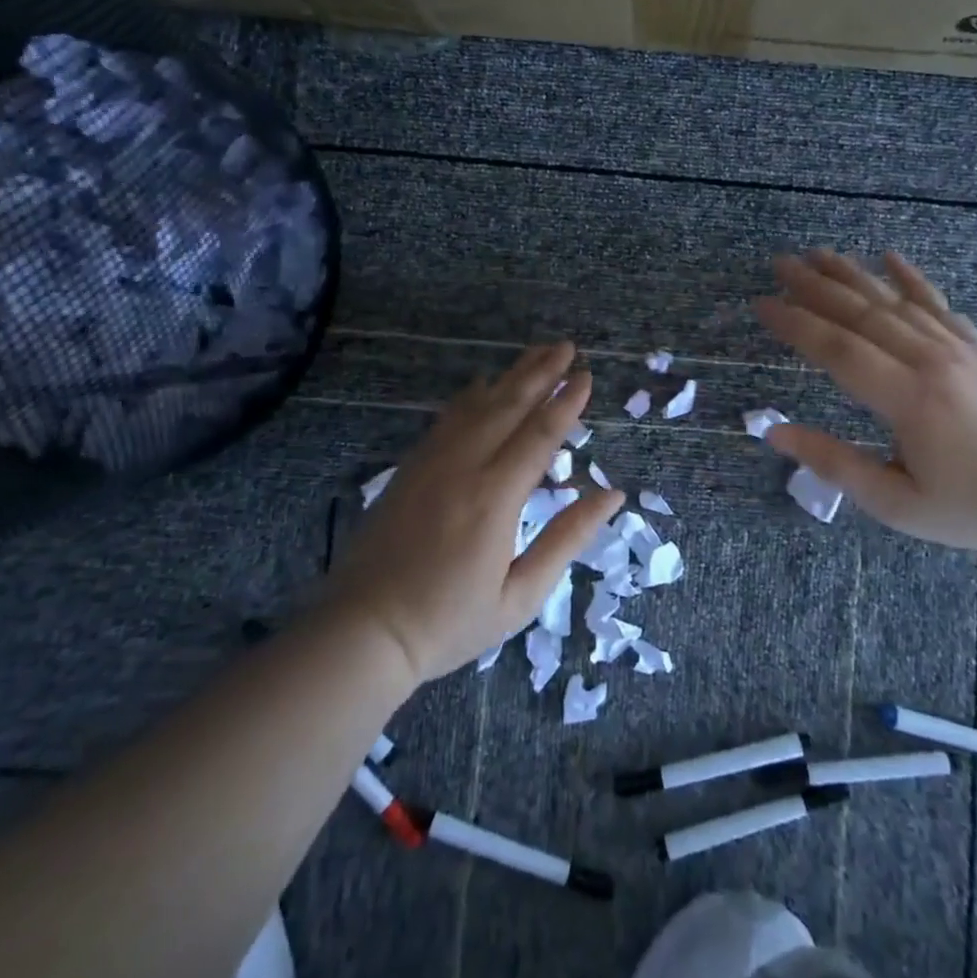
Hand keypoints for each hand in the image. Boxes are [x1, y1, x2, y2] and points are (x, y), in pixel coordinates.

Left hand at [323, 342, 623, 683]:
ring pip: (478, 405)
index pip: (539, 435)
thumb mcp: (520, 595)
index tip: (586, 375)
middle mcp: (464, 467)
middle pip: (509, 406)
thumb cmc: (450, 622)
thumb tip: (612, 495)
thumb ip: (567, 538)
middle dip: (541, 372)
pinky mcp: (410, 467)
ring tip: (537, 352)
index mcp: (495, 498)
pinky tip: (484, 385)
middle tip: (567, 346)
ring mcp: (432, 462)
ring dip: (511, 376)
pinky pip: (447, 419)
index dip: (566, 402)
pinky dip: (471, 396)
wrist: (364, 631)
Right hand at [754, 250, 976, 554]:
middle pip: (863, 313)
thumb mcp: (895, 503)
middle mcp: (932, 362)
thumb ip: (834, 463)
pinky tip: (890, 257)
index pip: (838, 349)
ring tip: (818, 254)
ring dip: (854, 275)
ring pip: (896, 301)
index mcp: (908, 400)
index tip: (762, 304)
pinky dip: (913, 279)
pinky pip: (940, 304)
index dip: (796, 323)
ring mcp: (960, 350)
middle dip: (816, 286)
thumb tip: (775, 432)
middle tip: (779, 264)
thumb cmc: (968, 508)